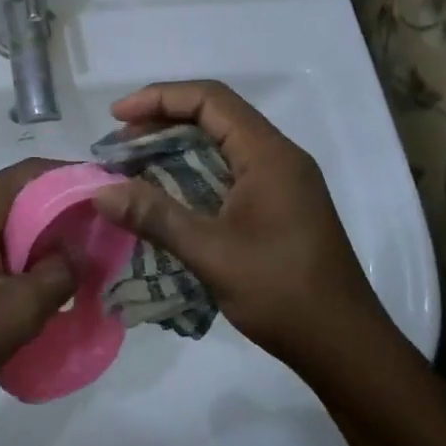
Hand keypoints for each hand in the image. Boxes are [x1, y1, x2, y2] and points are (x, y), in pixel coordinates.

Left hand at [0, 159, 76, 433]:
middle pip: (10, 193)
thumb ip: (58, 273)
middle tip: (91, 233)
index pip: (28, 173)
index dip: (70, 177)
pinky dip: (3, 248)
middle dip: (52, 210)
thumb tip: (75, 251)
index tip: (103, 192)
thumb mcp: (19, 310)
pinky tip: (23, 278)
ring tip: (65, 259)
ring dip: (28, 234)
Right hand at [91, 81, 398, 383]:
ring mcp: (282, 182)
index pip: (210, 100)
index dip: (159, 98)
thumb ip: (155, 217)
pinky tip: (165, 194)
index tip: (118, 118)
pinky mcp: (278, 205)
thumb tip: (99, 192)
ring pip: (221, 144)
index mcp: (269, 155)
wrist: (345, 346)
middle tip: (118, 145)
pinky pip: (228, 170)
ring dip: (175, 148)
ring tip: (132, 165)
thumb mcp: (211, 253)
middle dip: (162, 122)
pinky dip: (192, 172)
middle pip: (214, 116)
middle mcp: (278, 157)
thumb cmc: (282, 292)